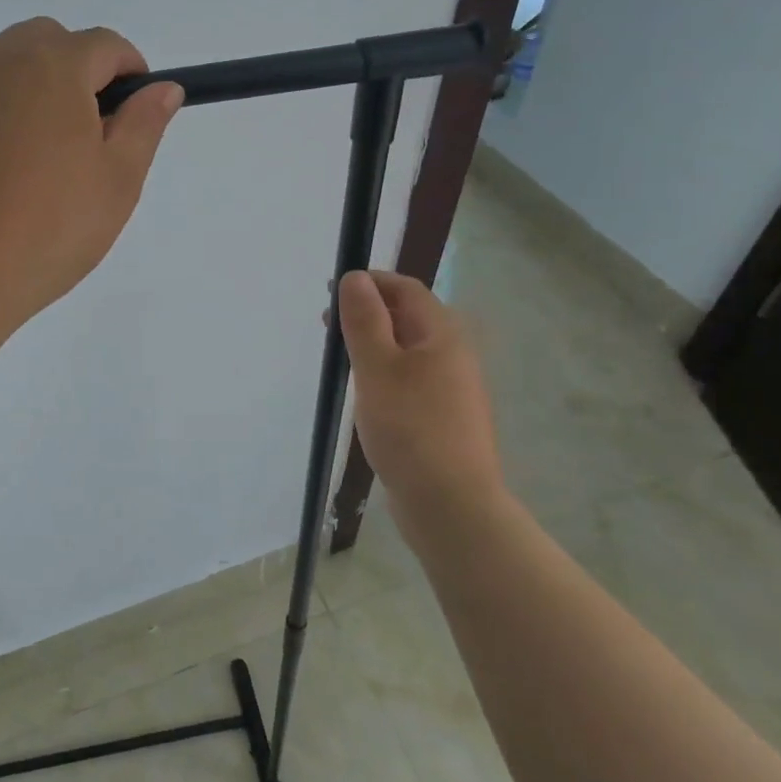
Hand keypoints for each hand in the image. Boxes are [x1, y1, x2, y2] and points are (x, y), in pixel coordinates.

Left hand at [0, 18, 183, 333]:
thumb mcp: (117, 184)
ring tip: (14, 145)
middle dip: (69, 72)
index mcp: (56, 66)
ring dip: (12, 83)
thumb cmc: (47, 232)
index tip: (129, 108)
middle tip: (73, 136)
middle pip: (45, 42)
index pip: (104, 45)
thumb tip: (164, 87)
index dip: (126, 71)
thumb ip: (143, 125)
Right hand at [337, 270, 506, 539]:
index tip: (330, 290)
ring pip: (408, 349)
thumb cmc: (410, 428)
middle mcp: (453, 355)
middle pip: (409, 317)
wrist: (450, 504)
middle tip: (326, 324)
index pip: (406, 289)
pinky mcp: (442, 417)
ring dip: (374, 342)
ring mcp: (451, 388)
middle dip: (368, 311)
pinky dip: (384, 371)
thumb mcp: (377, 367)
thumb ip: (364, 320)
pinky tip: (364, 391)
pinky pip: (410, 378)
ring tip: (340, 356)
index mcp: (442, 335)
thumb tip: (355, 277)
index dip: (370, 281)